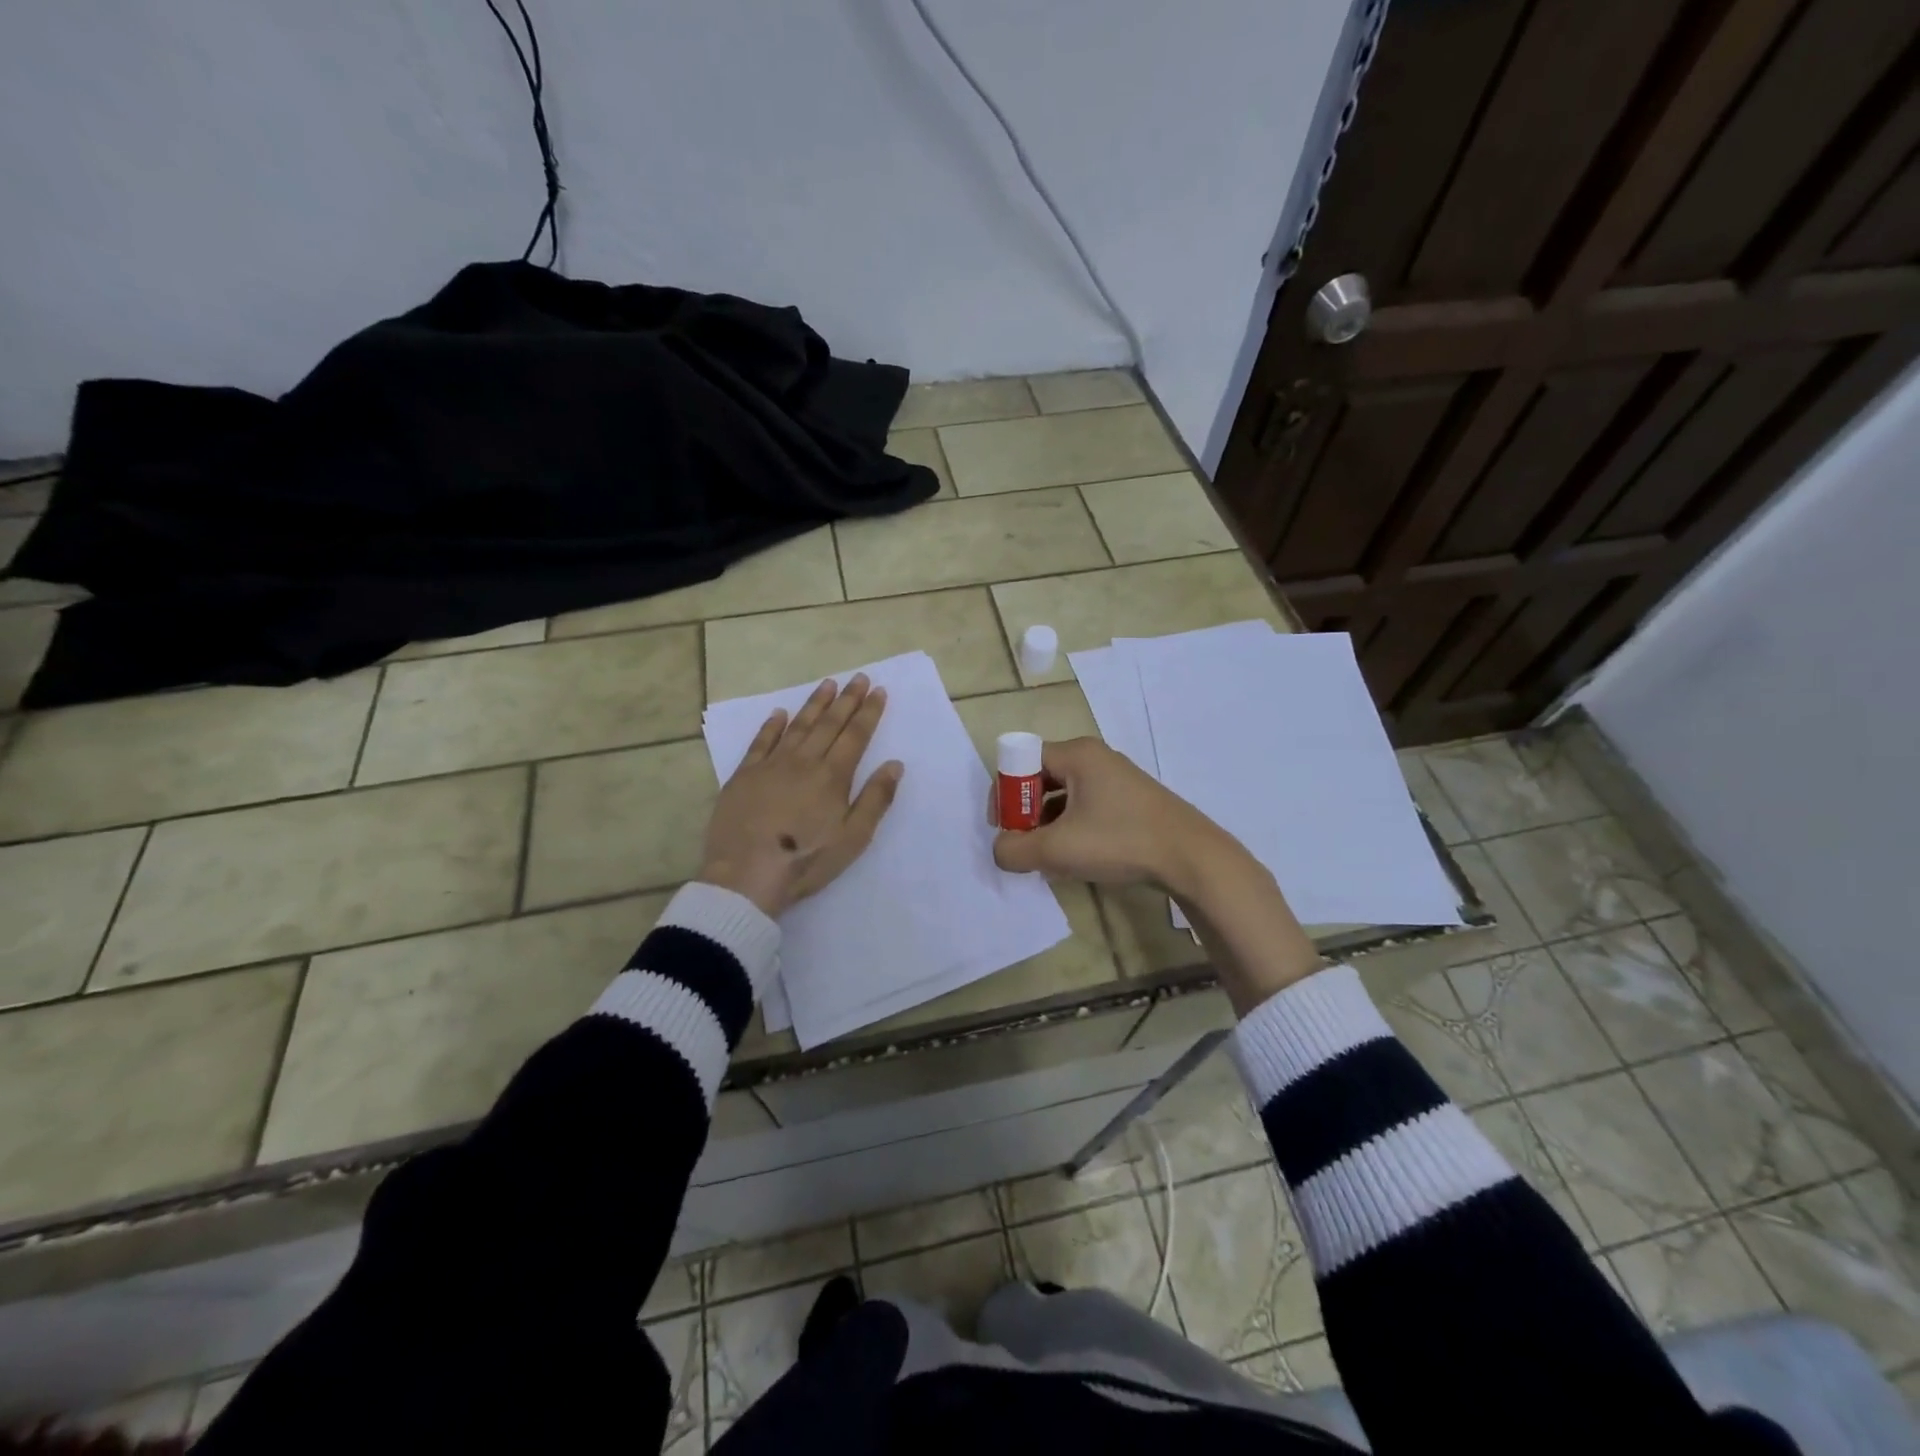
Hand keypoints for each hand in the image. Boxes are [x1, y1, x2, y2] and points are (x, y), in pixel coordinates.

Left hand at [698, 674, 903, 917]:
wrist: (745, 876)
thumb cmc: (806, 861)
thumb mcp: (853, 838)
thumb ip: (876, 799)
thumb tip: (894, 764)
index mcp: (833, 776)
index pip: (856, 735)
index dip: (869, 712)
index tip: (878, 690)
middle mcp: (804, 761)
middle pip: (829, 724)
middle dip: (847, 699)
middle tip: (859, 677)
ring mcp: (771, 766)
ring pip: (798, 726)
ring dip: (814, 704)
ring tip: (828, 684)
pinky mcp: (744, 776)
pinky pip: (761, 742)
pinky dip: (772, 725)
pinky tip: (779, 713)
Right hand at [987, 737, 1239, 895]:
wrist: (1190, 857)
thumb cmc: (1119, 841)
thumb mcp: (1057, 849)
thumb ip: (1015, 850)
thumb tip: (1001, 850)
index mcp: (1077, 755)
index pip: (1022, 760)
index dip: (1006, 792)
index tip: (1003, 826)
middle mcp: (1095, 758)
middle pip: (1042, 777)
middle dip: (1026, 812)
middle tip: (1023, 844)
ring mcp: (1116, 778)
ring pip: (1064, 796)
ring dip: (1048, 824)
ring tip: (1047, 857)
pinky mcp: (1129, 800)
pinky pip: (1086, 807)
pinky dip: (1072, 828)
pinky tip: (1075, 857)